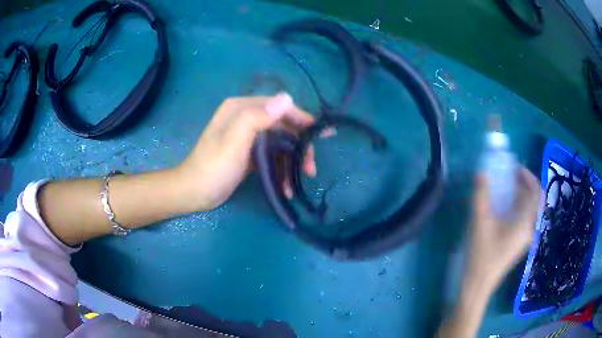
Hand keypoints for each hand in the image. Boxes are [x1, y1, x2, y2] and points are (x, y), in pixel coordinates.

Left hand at [176, 93, 315, 210]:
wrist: (194, 192)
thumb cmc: (214, 166)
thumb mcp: (235, 140)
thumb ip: (258, 117)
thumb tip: (287, 98)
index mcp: (241, 108)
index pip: (279, 107)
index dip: (302, 118)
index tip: (322, 133)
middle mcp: (246, 118)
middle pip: (282, 126)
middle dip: (299, 145)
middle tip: (311, 167)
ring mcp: (247, 136)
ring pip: (279, 142)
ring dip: (291, 160)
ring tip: (302, 179)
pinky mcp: (248, 153)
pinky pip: (271, 155)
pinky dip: (280, 168)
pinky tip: (286, 185)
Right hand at [468, 166, 541, 290]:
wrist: (478, 285)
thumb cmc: (482, 255)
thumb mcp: (480, 223)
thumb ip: (481, 196)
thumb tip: (481, 173)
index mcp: (525, 222)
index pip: (536, 192)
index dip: (528, 176)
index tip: (514, 168)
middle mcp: (529, 228)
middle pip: (536, 200)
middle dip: (527, 185)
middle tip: (512, 177)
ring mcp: (525, 238)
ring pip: (531, 210)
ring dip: (523, 196)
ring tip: (508, 189)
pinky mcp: (519, 244)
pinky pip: (525, 219)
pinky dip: (519, 207)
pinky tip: (506, 209)